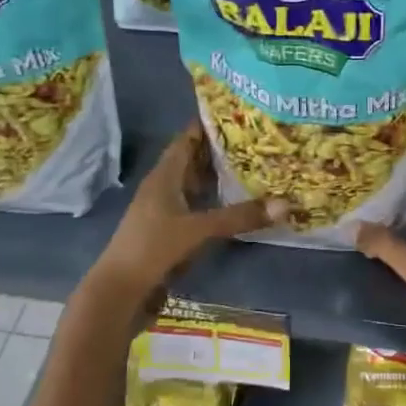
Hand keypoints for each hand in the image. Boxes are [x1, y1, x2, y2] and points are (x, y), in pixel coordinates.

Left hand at [92, 124, 283, 299]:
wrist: (119, 292)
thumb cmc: (152, 248)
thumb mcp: (198, 229)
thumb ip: (239, 217)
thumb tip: (286, 204)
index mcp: (164, 176)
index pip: (187, 139)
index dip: (208, 124)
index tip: (240, 113)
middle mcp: (163, 187)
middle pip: (193, 161)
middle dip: (221, 150)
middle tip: (257, 140)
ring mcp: (164, 211)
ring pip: (194, 185)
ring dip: (218, 177)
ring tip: (253, 167)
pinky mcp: (168, 232)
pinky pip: (196, 207)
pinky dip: (214, 202)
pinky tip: (235, 206)